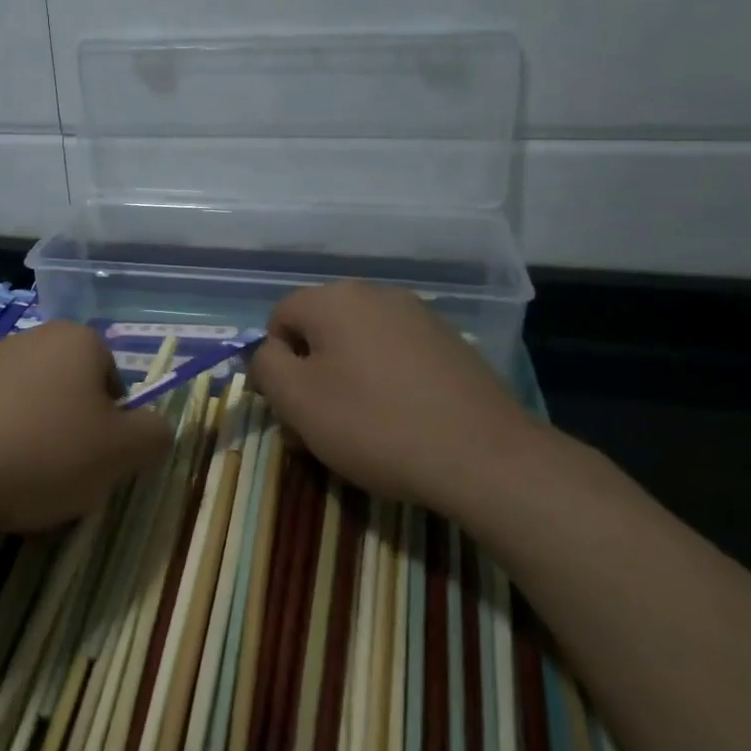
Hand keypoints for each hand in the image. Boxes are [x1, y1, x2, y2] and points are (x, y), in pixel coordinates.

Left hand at [0, 321, 171, 534]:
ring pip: (36, 414)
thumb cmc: (42, 452)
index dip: (115, 429)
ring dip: (39, 448)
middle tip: (66, 479)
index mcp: (78, 339)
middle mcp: (34, 339)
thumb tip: (154, 428)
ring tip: (24, 488)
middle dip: (76, 438)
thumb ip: (155, 435)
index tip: (98, 463)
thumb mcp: (122, 452)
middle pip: (75, 397)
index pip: (118, 385)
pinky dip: (1, 451)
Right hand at [248, 282, 539, 514]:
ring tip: (357, 432)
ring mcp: (418, 317)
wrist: (483, 456)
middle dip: (309, 375)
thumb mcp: (297, 400)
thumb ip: (266, 366)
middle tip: (317, 428)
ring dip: (345, 381)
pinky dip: (384, 384)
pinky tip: (398, 423)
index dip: (274, 363)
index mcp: (335, 299)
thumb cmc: (374, 424)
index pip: (279, 318)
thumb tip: (270, 352)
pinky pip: (395, 357)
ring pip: (358, 346)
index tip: (289, 408)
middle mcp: (376, 294)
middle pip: (320, 331)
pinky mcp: (449, 344)